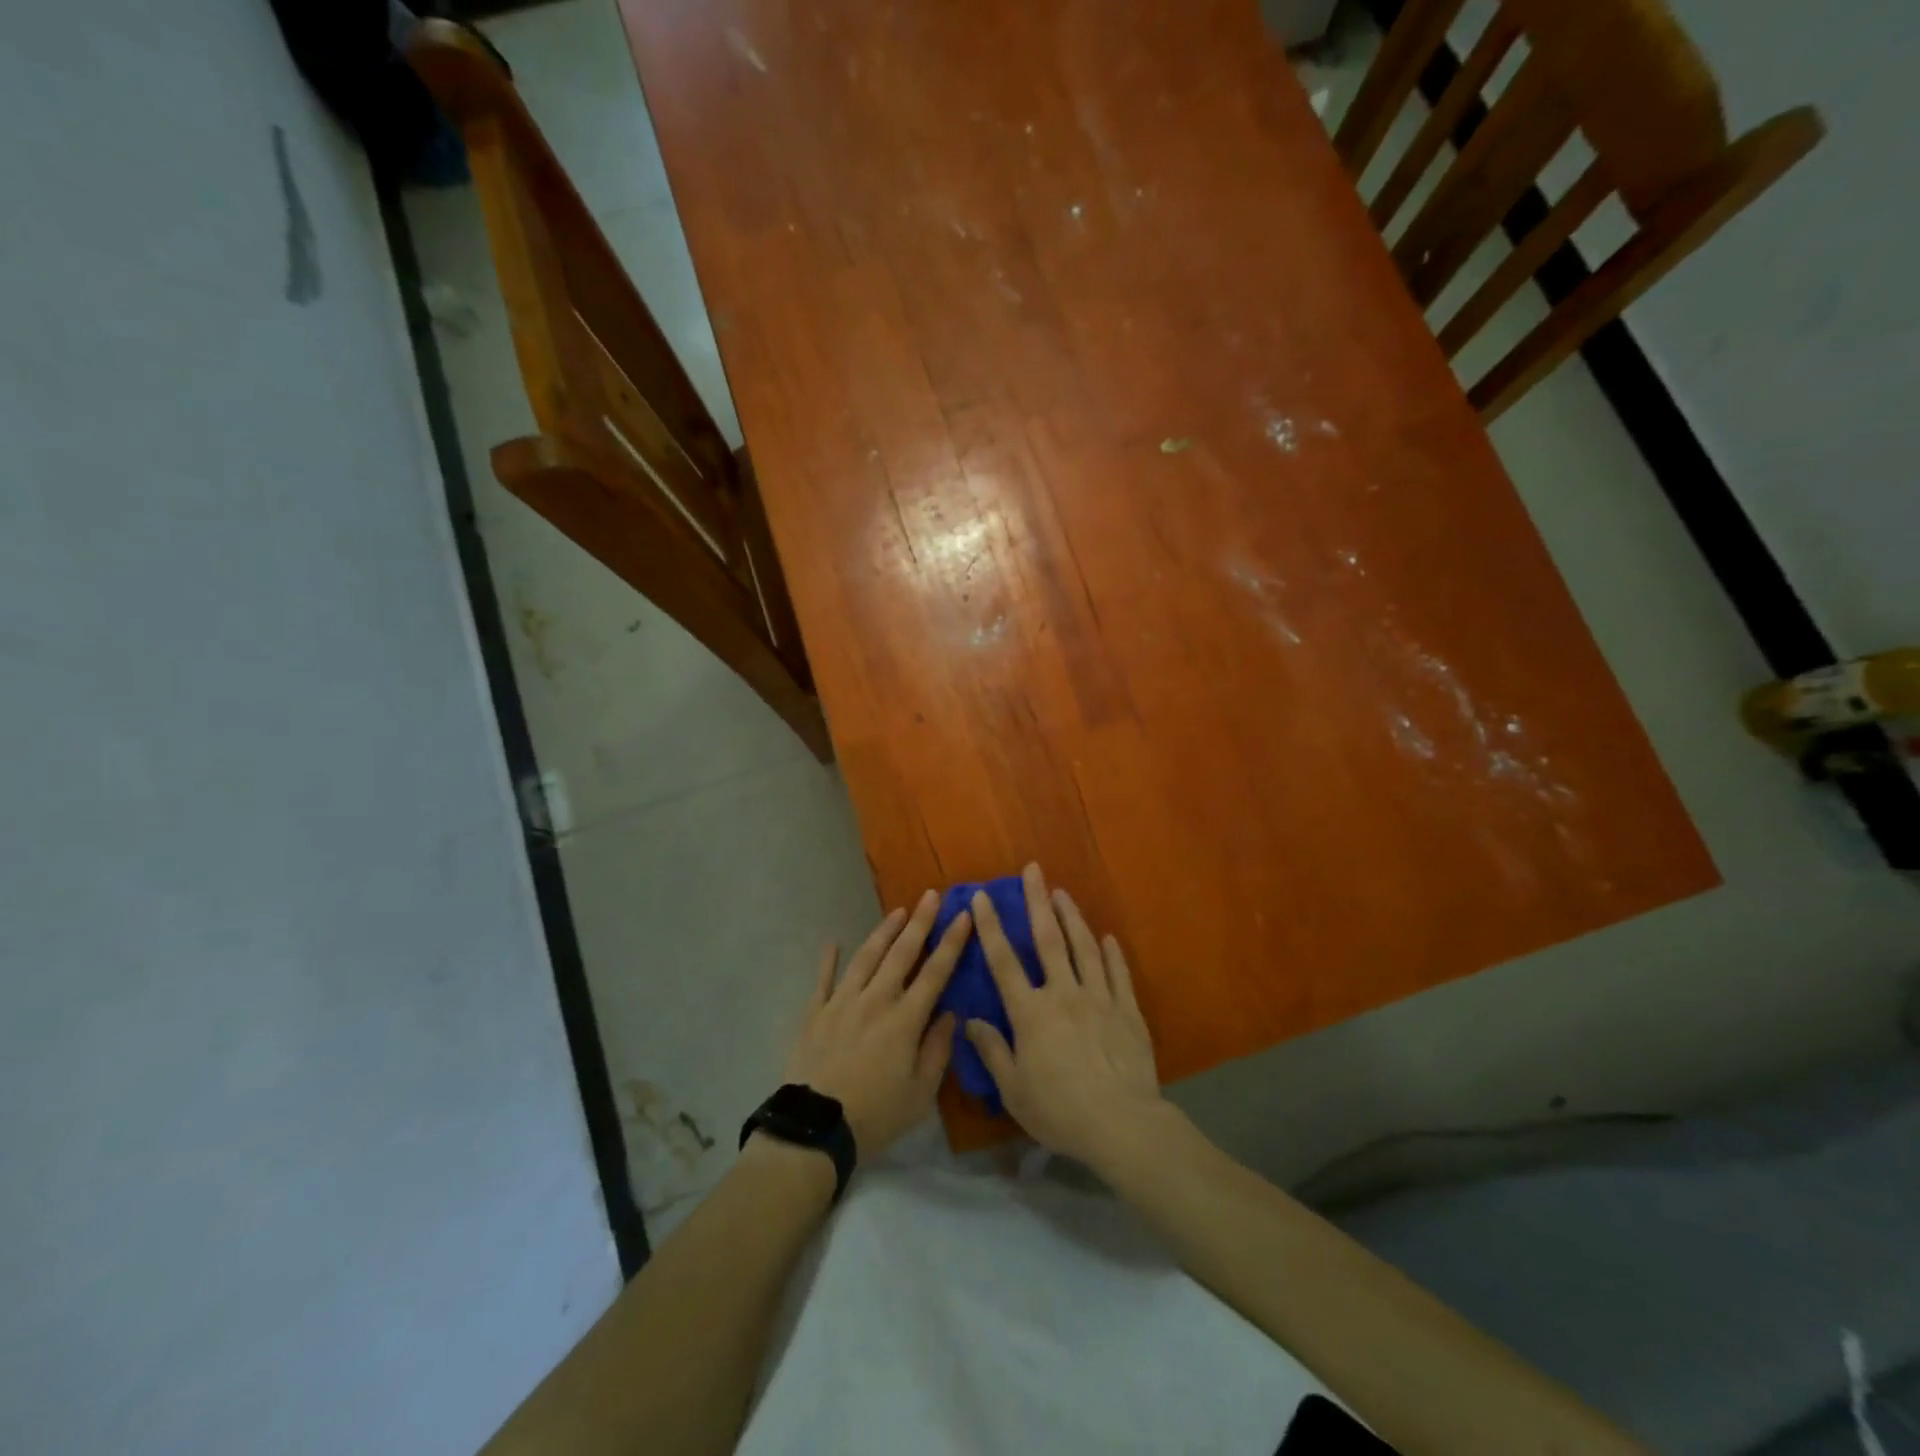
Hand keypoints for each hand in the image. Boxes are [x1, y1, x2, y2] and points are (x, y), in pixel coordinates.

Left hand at [782, 891, 970, 1159]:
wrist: (815, 1128)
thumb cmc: (875, 1115)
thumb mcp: (920, 1094)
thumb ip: (937, 1050)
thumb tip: (949, 1014)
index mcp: (905, 1020)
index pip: (935, 972)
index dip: (951, 942)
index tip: (963, 915)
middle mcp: (875, 1000)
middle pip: (901, 953)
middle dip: (920, 922)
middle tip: (931, 895)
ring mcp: (842, 1003)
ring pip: (866, 957)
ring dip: (883, 932)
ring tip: (898, 911)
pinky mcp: (815, 1013)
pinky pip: (823, 980)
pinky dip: (828, 960)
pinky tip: (832, 942)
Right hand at [965, 864, 1163, 1168]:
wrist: (1121, 1124)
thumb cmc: (1060, 1111)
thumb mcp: (1014, 1090)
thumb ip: (992, 1051)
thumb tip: (970, 1021)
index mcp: (1031, 1012)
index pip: (1004, 961)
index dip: (991, 926)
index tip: (982, 896)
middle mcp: (1063, 993)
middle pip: (1048, 939)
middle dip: (1038, 901)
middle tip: (1033, 870)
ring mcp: (1098, 998)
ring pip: (1083, 947)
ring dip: (1072, 916)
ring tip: (1063, 893)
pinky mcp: (1126, 1010)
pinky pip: (1117, 973)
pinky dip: (1111, 952)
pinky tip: (1106, 938)